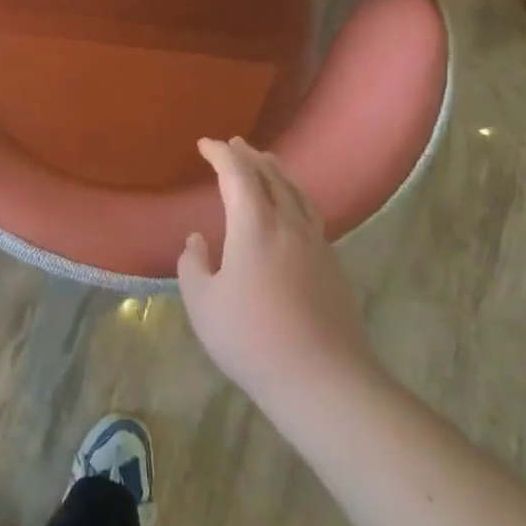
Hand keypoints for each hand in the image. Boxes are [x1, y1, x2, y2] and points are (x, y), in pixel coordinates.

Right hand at [176, 138, 377, 410]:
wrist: (324, 381)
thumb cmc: (252, 339)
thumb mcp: (203, 304)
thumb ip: (193, 265)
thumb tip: (197, 240)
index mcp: (255, 225)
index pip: (237, 173)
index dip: (220, 154)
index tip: (205, 145)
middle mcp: (288, 224)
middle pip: (271, 176)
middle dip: (249, 156)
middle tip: (233, 145)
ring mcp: (315, 243)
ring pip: (296, 192)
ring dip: (277, 171)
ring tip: (266, 162)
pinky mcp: (332, 265)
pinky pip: (310, 213)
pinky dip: (295, 195)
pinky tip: (292, 208)